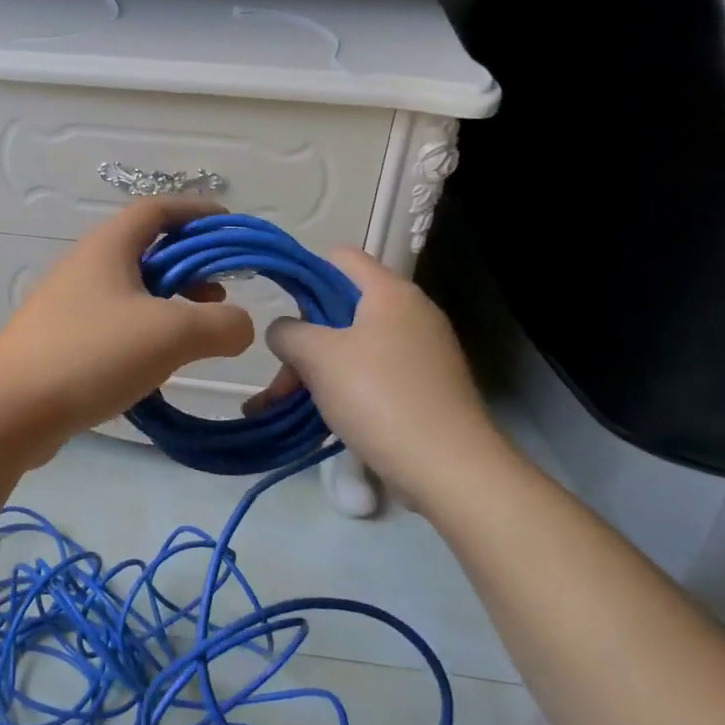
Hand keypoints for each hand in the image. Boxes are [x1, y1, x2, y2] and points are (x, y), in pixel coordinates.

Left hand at [0, 199, 255, 455]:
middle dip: (190, 265)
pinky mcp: (60, 341)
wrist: (9, 410)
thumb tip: (240, 326)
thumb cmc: (91, 354)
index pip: (157, 210)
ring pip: (130, 290)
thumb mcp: (171, 334)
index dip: (196, 212)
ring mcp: (68, 305)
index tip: (230, 227)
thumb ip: (221, 325)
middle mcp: (85, 267)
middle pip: (145, 250)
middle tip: (221, 294)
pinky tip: (158, 364)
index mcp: (108, 247)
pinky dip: (144, 331)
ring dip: (169, 302)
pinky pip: (113, 323)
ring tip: (197, 333)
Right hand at [247, 249, 504, 507]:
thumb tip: (284, 331)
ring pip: (353, 346)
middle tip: (278, 376)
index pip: (341, 257)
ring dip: (315, 370)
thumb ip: (289, 332)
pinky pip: (372, 375)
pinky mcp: (425, 387)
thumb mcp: (318, 357)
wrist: (448, 467)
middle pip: (343, 308)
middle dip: (303, 338)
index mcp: (390, 292)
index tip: (276, 301)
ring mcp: (421, 352)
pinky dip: (342, 388)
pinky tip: (318, 417)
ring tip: (281, 405)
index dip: (305, 272)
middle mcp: (411, 313)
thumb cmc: (379, 396)